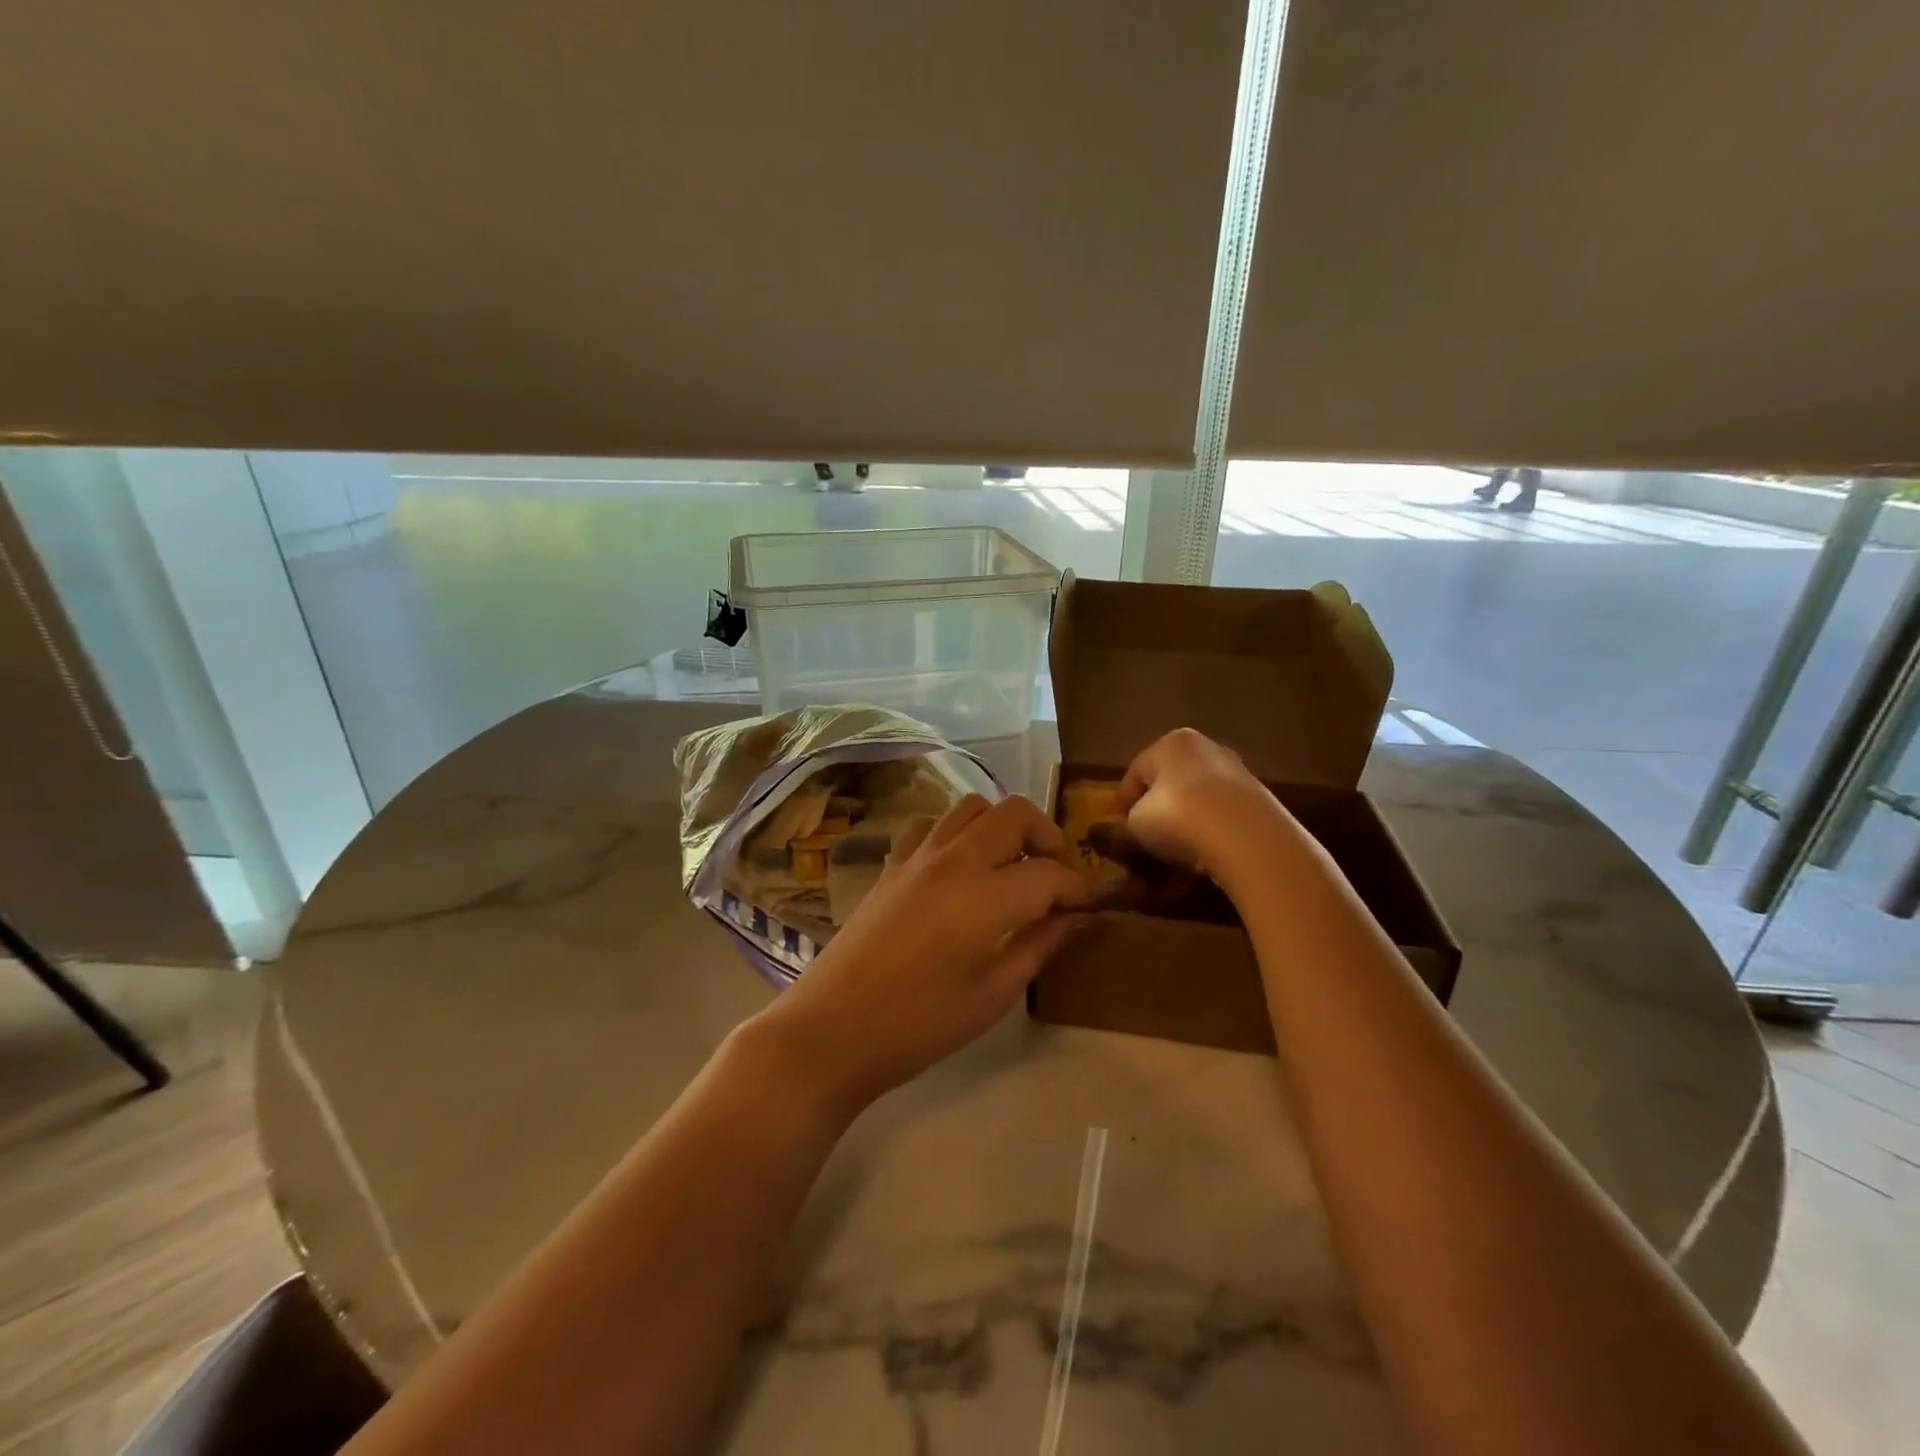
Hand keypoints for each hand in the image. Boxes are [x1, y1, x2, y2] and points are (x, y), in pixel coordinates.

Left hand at [747, 793, 1091, 1115]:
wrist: (833, 1028)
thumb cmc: (919, 1024)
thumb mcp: (992, 995)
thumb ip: (1038, 947)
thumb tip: (1075, 918)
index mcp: (986, 895)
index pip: (1050, 873)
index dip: (1078, 889)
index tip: (1088, 909)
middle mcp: (954, 859)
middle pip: (1015, 813)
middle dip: (1047, 836)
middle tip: (1054, 877)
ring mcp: (918, 855)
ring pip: (973, 807)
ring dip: (1002, 827)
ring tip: (1010, 868)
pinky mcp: (892, 863)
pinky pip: (933, 825)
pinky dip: (957, 833)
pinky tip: (959, 869)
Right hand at [1115, 728, 1283, 878]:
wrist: (1247, 838)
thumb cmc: (1176, 816)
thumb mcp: (1134, 825)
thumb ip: (1121, 829)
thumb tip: (1111, 835)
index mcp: (1171, 743)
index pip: (1135, 774)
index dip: (1120, 806)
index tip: (1113, 834)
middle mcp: (1206, 751)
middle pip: (1168, 789)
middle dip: (1153, 821)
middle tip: (1140, 850)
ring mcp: (1237, 777)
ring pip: (1195, 810)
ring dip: (1179, 837)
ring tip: (1167, 868)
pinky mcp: (1259, 807)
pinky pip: (1219, 826)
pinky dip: (1204, 845)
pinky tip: (1195, 870)